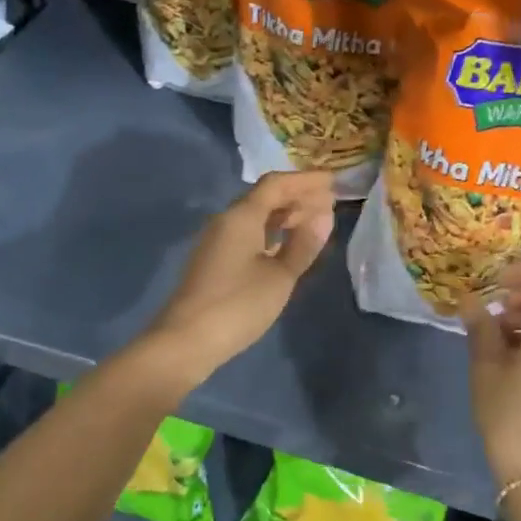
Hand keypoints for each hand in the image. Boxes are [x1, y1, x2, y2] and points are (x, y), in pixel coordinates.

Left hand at [142, 172, 336, 387]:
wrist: (187, 340)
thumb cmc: (238, 305)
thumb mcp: (280, 276)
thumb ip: (303, 244)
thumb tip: (323, 215)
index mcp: (241, 216)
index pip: (276, 184)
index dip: (305, 180)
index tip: (333, 181)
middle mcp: (226, 221)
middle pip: (264, 197)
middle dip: (296, 196)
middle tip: (329, 202)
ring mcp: (217, 241)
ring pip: (255, 217)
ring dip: (284, 215)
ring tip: (314, 222)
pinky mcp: (215, 260)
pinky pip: (248, 234)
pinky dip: (271, 233)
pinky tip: (286, 245)